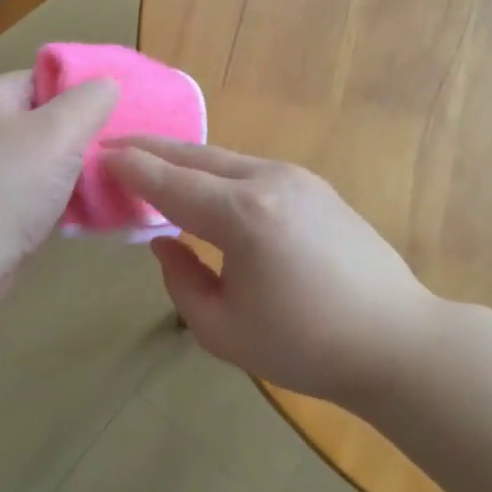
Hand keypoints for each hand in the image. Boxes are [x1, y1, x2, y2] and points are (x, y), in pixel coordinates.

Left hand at [0, 72, 116, 280]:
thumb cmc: (8, 185)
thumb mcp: (60, 132)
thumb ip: (90, 101)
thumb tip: (108, 84)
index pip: (44, 79)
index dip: (82, 92)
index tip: (118, 112)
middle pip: (44, 119)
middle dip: (81, 134)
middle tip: (117, 149)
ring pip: (41, 158)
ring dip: (72, 170)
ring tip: (108, 179)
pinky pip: (31, 190)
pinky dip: (56, 196)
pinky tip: (84, 208)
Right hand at [103, 139, 443, 403]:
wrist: (395, 339)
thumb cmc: (305, 345)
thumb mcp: (222, 330)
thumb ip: (181, 280)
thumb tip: (164, 242)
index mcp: (242, 215)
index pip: (169, 182)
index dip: (129, 168)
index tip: (96, 154)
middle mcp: (267, 180)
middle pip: (194, 156)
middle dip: (151, 149)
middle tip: (114, 145)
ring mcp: (296, 177)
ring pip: (223, 157)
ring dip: (183, 156)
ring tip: (151, 158)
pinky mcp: (315, 185)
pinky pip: (250, 167)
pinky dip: (215, 168)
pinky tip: (204, 179)